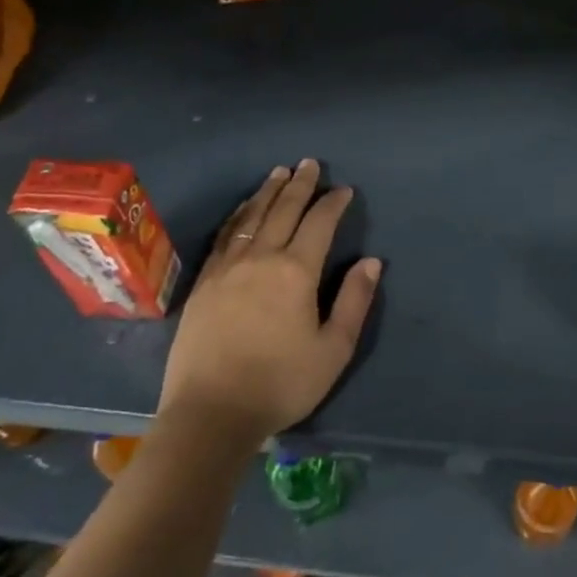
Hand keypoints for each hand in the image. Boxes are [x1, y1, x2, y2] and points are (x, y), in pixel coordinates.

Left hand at [157, 160, 380, 445]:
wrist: (211, 413)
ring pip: (250, 217)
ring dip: (267, 192)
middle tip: (309, 163)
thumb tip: (372, 261)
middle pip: (283, 210)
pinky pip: (225, 236)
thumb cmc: (281, 383)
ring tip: (278, 173)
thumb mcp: (333, 349)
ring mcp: (227, 268)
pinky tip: (243, 210)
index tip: (344, 190)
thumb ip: (354, 301)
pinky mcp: (204, 283)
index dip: (333, 203)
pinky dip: (238, 215)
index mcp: (296, 271)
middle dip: (300, 185)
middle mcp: (261, 258)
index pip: (319, 224)